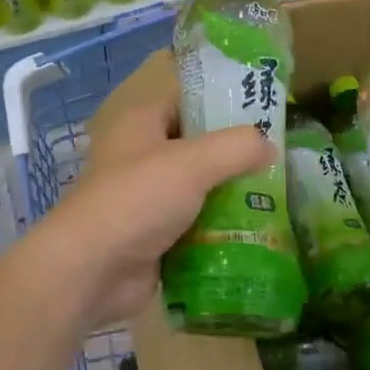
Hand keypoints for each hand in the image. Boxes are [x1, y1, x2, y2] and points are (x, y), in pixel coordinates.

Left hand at [22, 50, 274, 328]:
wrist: (90, 270)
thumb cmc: (137, 199)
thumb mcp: (193, 163)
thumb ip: (237, 147)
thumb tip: (270, 146)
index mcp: (142, 122)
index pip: (188, 100)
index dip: (223, 102)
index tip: (266, 113)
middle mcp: (142, 155)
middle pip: (198, 147)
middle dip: (235, 156)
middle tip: (280, 161)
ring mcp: (147, 198)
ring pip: (199, 189)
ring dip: (231, 196)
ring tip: (278, 199)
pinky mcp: (153, 236)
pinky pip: (194, 226)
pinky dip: (219, 230)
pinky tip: (255, 234)